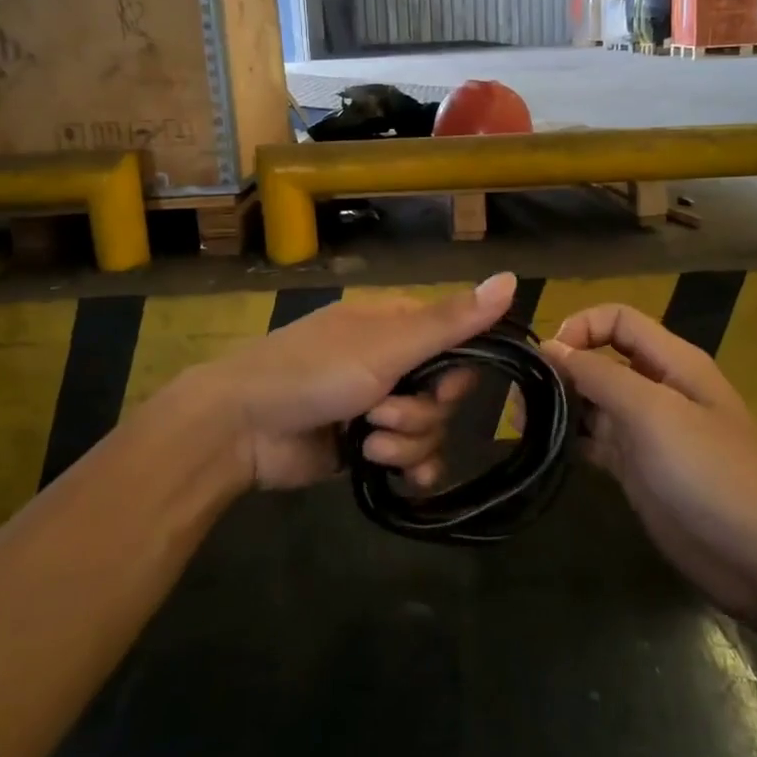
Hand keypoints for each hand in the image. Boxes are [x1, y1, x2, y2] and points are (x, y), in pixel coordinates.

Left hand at [195, 272, 518, 491]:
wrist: (242, 428)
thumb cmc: (314, 372)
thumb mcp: (387, 345)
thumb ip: (452, 321)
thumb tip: (514, 278)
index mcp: (395, 326)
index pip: (458, 342)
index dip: (457, 371)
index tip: (442, 385)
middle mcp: (391, 362)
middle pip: (446, 393)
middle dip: (423, 412)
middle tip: (385, 413)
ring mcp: (376, 406)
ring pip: (429, 429)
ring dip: (405, 441)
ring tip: (368, 442)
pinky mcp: (365, 446)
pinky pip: (411, 458)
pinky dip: (410, 468)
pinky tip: (401, 478)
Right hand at [543, 305, 756, 620]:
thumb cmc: (712, 474)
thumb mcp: (655, 413)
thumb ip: (600, 375)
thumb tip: (550, 347)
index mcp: (672, 362)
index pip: (617, 320)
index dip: (580, 327)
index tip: (546, 358)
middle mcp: (657, 389)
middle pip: (600, 359)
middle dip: (561, 369)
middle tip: (521, 398)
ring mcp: (647, 432)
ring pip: (592, 402)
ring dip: (558, 405)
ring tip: (522, 425)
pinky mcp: (637, 469)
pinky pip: (595, 440)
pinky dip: (570, 439)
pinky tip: (544, 448)